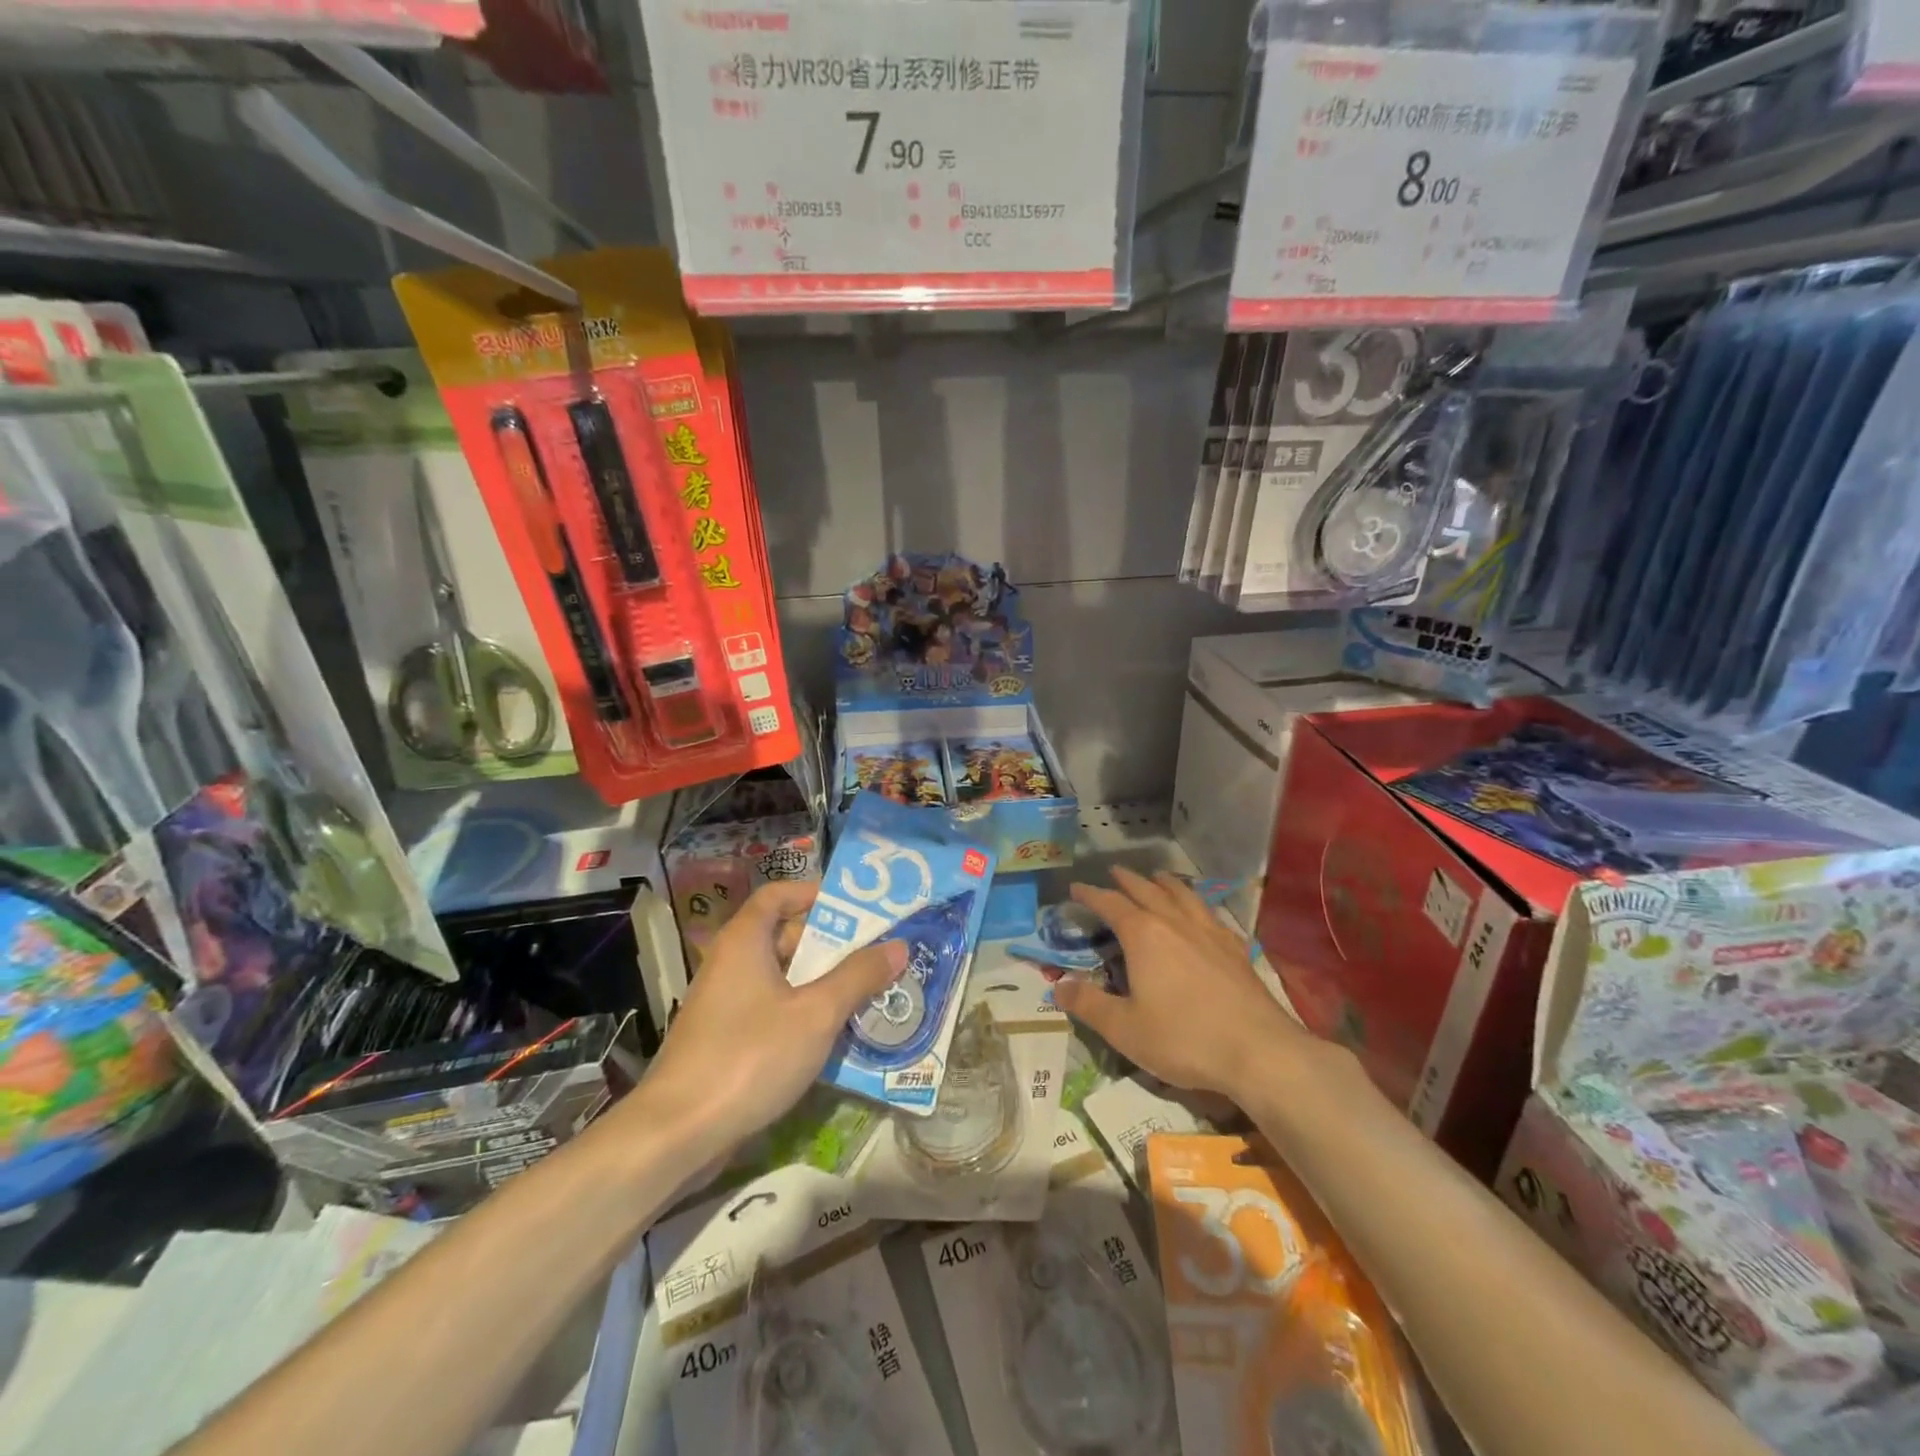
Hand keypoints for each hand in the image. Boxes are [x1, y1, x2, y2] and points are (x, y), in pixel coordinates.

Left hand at [641, 880, 906, 1155]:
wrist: (677, 1134)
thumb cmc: (749, 1057)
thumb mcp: (816, 1014)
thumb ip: (858, 977)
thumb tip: (898, 945)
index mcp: (745, 941)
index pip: (777, 895)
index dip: (813, 894)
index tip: (854, 907)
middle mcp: (730, 964)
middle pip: (783, 936)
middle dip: (830, 944)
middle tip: (875, 953)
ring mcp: (724, 1005)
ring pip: (781, 979)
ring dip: (821, 983)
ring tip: (867, 992)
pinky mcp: (724, 1041)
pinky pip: (771, 1011)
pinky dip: (801, 1014)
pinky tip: (834, 1036)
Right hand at [1051, 867, 1320, 1103]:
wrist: (1260, 1052)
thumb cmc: (1184, 1038)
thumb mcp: (1124, 1029)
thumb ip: (1088, 1004)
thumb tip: (1058, 985)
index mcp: (1144, 935)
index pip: (1111, 904)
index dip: (1091, 895)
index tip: (1076, 888)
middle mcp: (1175, 923)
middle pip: (1147, 891)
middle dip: (1128, 880)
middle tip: (1114, 872)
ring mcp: (1210, 933)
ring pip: (1183, 896)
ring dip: (1166, 883)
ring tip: (1158, 877)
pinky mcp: (1236, 950)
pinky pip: (1212, 916)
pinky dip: (1199, 906)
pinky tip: (1203, 914)